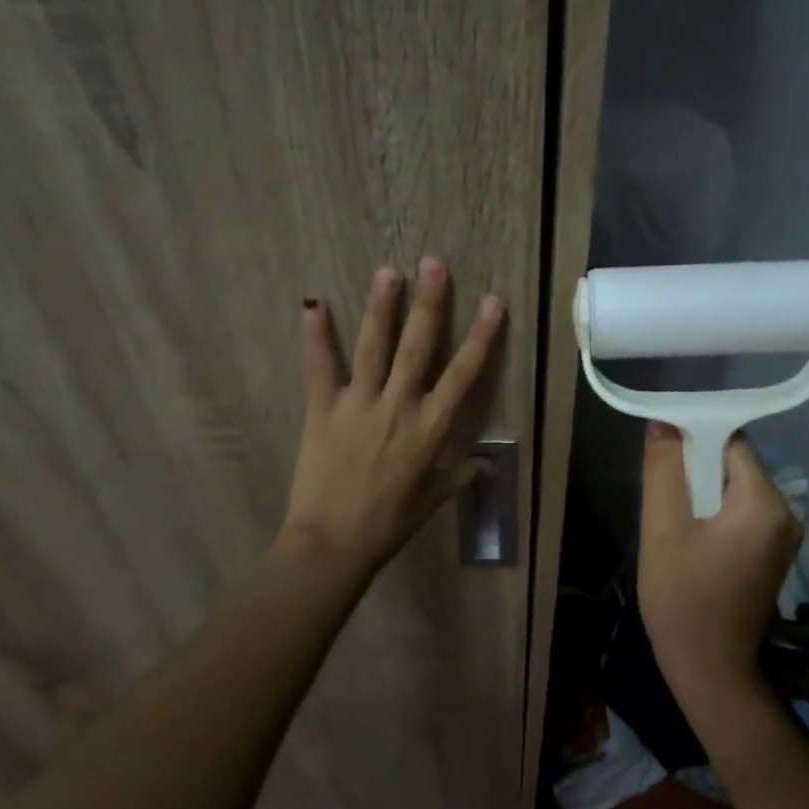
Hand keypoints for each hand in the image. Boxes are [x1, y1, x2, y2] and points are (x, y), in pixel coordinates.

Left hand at [279, 257, 504, 578]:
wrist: (333, 544)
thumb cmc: (389, 523)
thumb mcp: (433, 500)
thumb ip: (461, 474)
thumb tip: (489, 464)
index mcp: (431, 428)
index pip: (463, 374)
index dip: (481, 336)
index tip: (493, 302)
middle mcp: (399, 407)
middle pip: (419, 347)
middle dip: (430, 304)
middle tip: (434, 264)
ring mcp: (359, 405)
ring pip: (374, 348)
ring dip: (381, 308)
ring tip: (388, 272)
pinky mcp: (323, 410)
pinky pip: (320, 368)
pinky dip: (317, 336)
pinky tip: (315, 304)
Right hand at [637, 422, 801, 719]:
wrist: (709, 672)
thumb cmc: (683, 598)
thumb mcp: (663, 528)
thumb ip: (664, 470)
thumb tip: (663, 423)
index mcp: (765, 503)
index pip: (730, 441)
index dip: (693, 436)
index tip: (661, 449)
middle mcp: (785, 513)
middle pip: (734, 463)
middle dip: (695, 466)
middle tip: (659, 487)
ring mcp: (782, 536)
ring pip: (733, 488)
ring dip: (700, 490)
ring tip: (668, 513)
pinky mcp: (770, 554)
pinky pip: (739, 512)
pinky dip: (712, 511)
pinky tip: (687, 533)